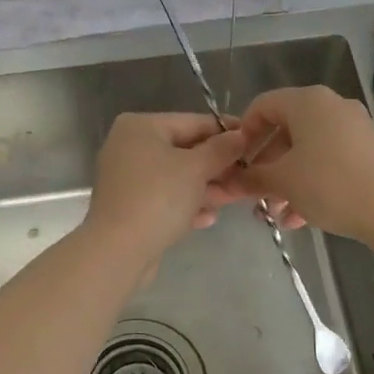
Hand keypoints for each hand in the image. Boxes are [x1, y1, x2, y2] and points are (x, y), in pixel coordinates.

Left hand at [84, 112, 249, 262]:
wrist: (118, 250)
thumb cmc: (158, 198)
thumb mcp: (196, 169)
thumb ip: (221, 149)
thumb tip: (241, 135)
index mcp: (141, 127)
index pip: (193, 122)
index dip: (226, 132)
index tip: (254, 141)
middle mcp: (130, 147)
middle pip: (184, 151)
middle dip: (217, 167)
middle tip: (247, 177)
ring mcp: (128, 178)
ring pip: (176, 178)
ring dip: (205, 188)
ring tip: (232, 199)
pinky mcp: (130, 206)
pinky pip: (164, 199)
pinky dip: (186, 205)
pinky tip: (207, 218)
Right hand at [224, 86, 373, 242]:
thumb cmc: (328, 185)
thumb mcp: (282, 181)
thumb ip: (252, 177)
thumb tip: (229, 181)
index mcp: (308, 102)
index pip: (263, 106)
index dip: (243, 133)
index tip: (236, 162)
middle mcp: (332, 106)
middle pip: (286, 131)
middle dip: (266, 166)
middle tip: (254, 194)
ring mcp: (354, 127)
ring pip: (307, 150)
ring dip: (287, 180)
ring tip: (277, 214)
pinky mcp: (368, 150)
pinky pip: (329, 160)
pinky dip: (311, 182)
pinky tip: (301, 217)